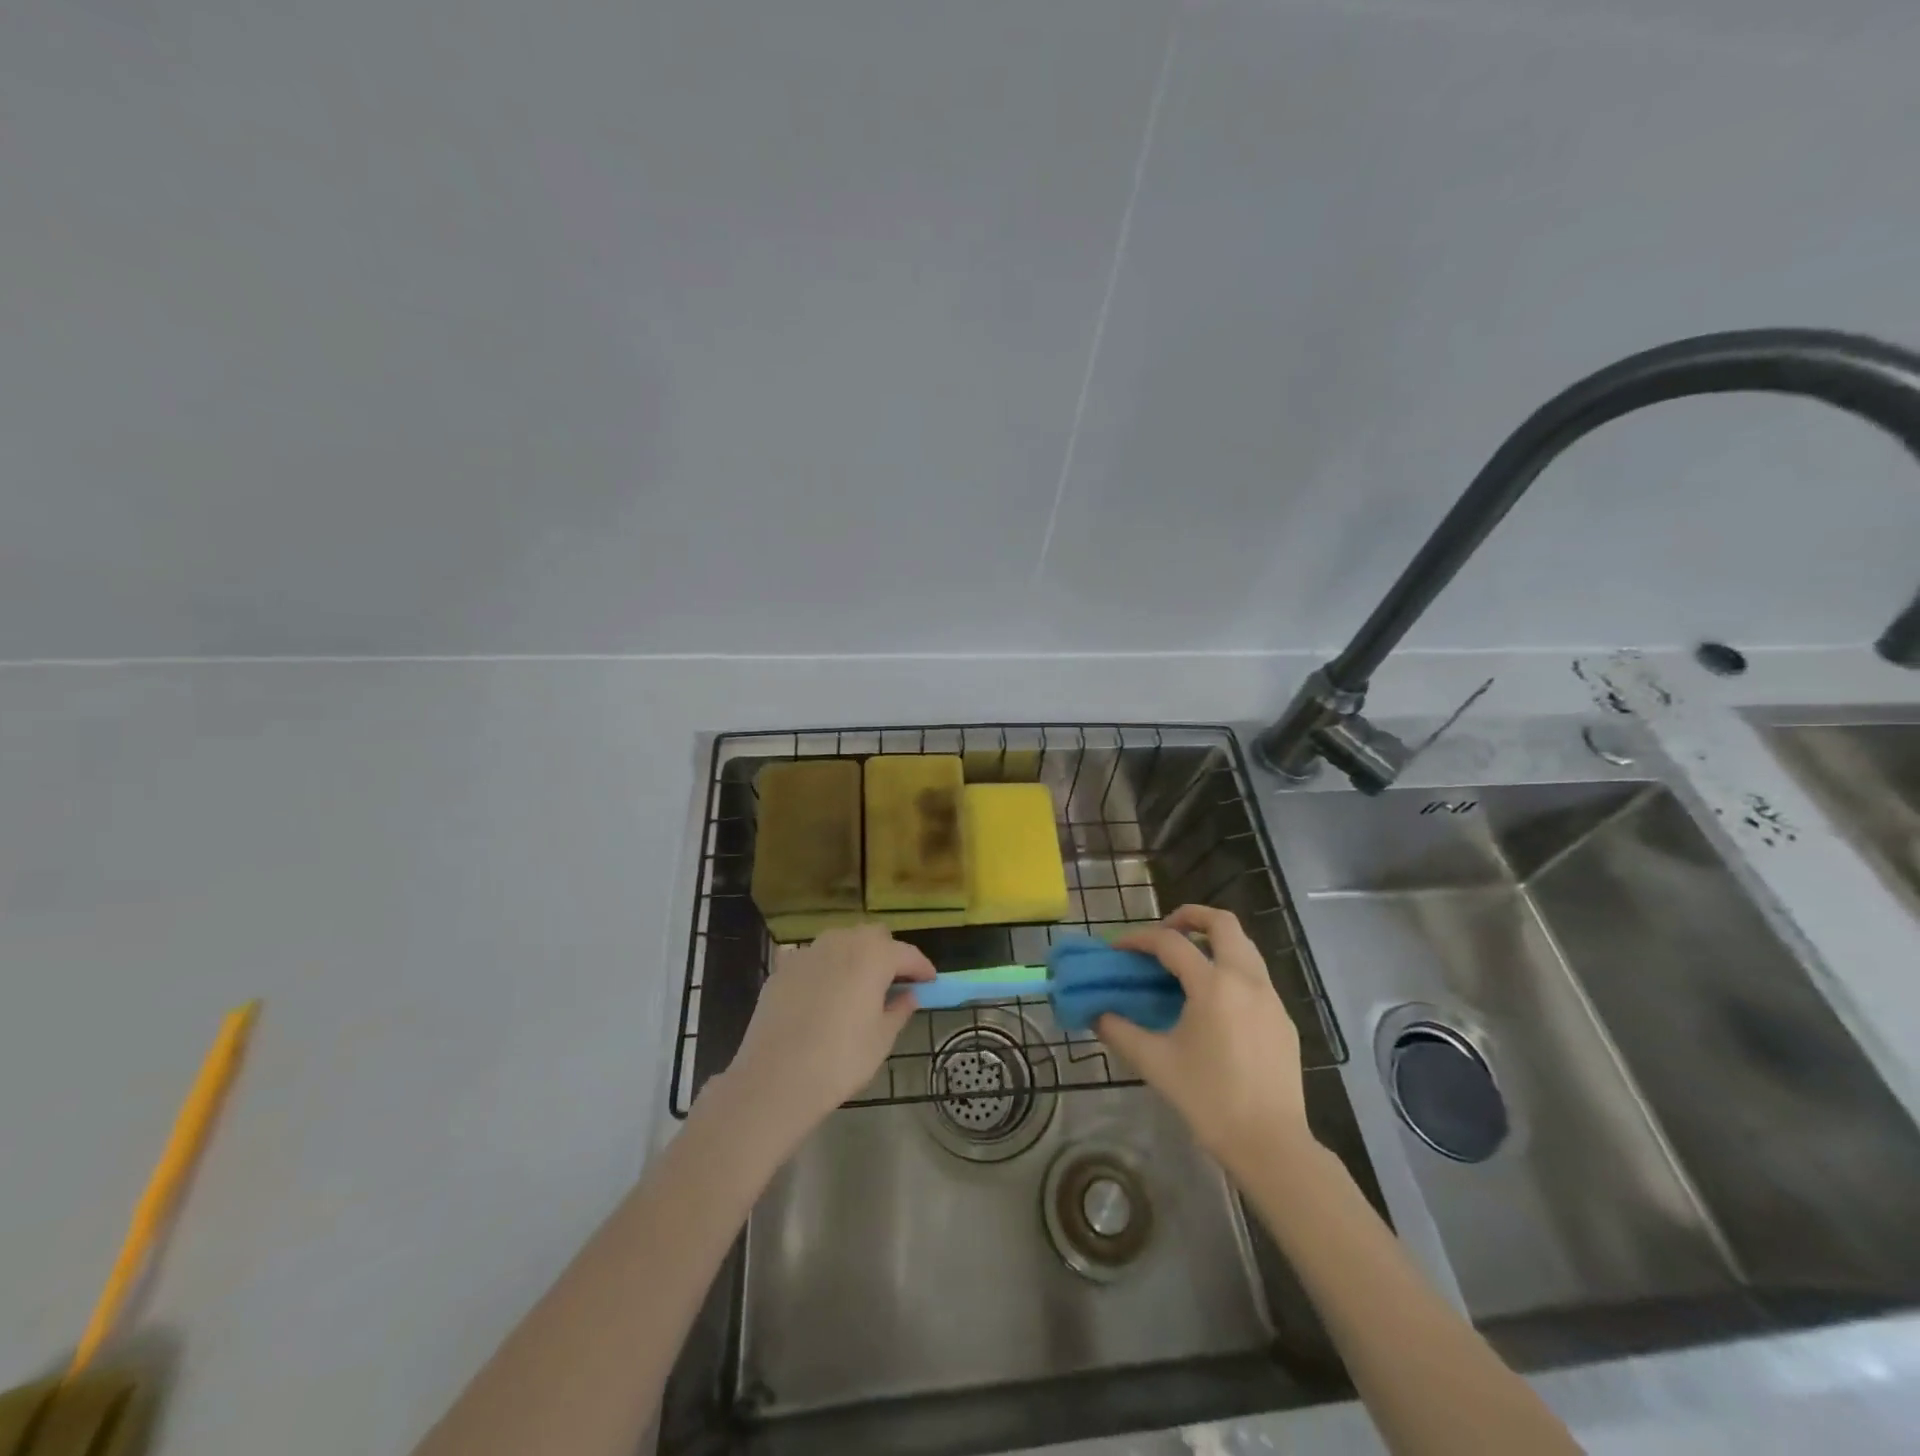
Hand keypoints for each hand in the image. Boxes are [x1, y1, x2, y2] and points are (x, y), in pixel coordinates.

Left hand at [723, 925, 933, 1138]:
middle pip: (873, 936)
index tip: (931, 982)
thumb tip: (908, 996)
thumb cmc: (840, 1060)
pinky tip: (823, 991)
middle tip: (895, 981)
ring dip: (855, 955)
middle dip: (888, 953)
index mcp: (873, 956)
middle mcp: (841, 942)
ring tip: (859, 984)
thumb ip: (899, 1010)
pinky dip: (824, 967)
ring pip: (841, 941)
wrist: (775, 1079)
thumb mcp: (881, 1040)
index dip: (922, 968)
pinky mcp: (782, 969)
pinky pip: (812, 957)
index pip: (907, 954)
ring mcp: (808, 952)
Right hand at [1096, 906, 1312, 1173]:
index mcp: (1213, 985)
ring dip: (1213, 940)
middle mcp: (1246, 980)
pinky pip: (1255, 975)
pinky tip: (1213, 1000)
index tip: (1117, 949)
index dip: (1139, 939)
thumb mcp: (1155, 1063)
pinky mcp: (1283, 1018)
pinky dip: (1230, 968)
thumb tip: (1096, 1012)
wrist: (1271, 1144)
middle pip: (1222, 922)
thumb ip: (1119, 1031)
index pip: (1170, 943)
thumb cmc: (1208, 1100)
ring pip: (1244, 945)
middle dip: (1189, 916)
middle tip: (1163, 931)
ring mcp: (1271, 997)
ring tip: (1186, 961)